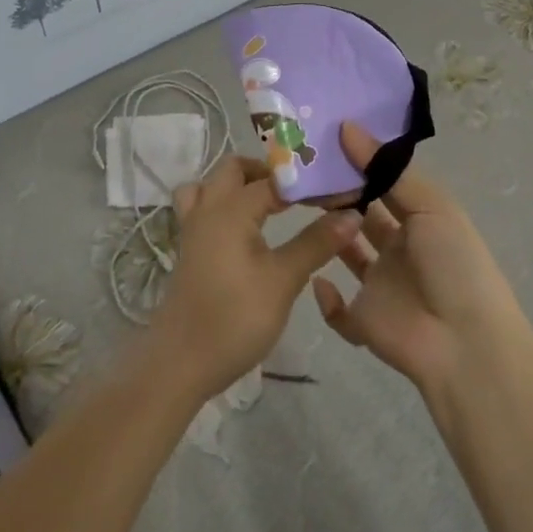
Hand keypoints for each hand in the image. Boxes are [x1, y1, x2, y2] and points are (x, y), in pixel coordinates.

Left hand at [148, 155, 357, 403]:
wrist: (180, 363)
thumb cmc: (235, 318)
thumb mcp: (283, 280)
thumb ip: (316, 242)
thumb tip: (352, 214)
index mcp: (231, 208)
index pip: (276, 178)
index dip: (309, 181)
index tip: (338, 191)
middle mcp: (208, 208)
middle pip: (235, 168)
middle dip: (269, 171)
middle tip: (302, 191)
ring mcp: (193, 228)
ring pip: (211, 184)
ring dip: (239, 183)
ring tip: (270, 201)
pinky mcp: (189, 249)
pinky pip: (201, 207)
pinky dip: (221, 203)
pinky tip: (243, 227)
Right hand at [312, 122, 529, 396]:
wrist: (465, 343)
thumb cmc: (453, 264)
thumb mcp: (431, 207)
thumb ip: (388, 170)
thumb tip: (348, 127)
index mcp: (419, 220)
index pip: (383, 185)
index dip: (358, 165)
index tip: (322, 141)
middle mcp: (398, 249)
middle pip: (360, 215)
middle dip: (336, 195)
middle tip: (299, 170)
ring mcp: (380, 286)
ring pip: (345, 254)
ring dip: (326, 235)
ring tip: (297, 209)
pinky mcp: (364, 321)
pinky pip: (337, 310)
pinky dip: (324, 298)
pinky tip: (315, 278)